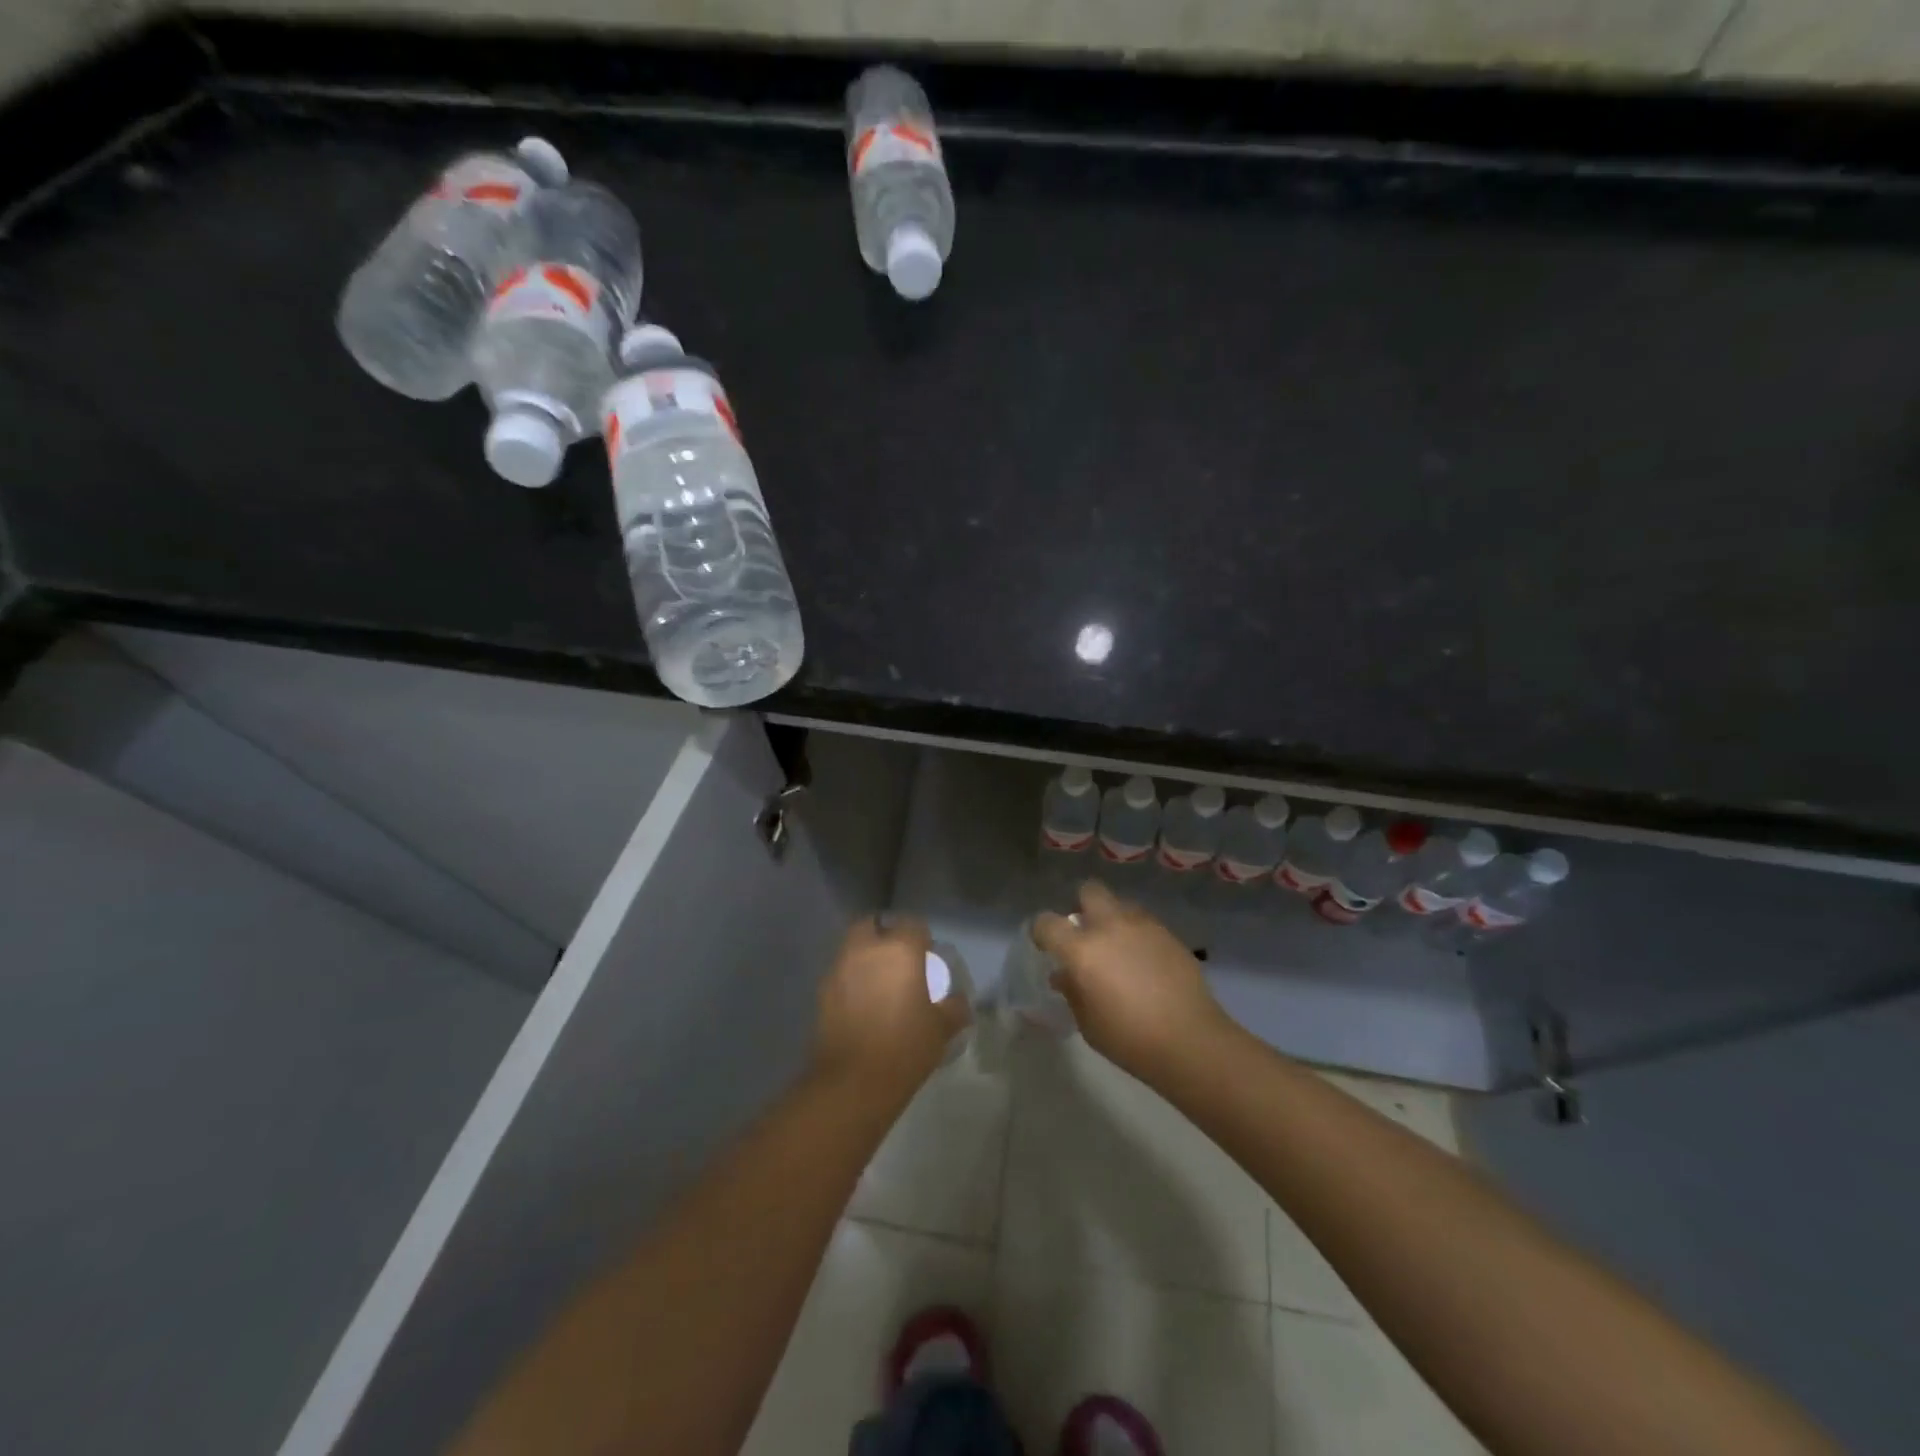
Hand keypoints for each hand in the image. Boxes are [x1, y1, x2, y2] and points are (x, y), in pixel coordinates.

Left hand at [812, 915, 970, 1101]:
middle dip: (884, 935)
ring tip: (879, 983)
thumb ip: (954, 1008)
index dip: (921, 938)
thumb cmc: (905, 1048)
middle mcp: (866, 949)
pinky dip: (850, 979)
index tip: (927, 957)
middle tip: (898, 961)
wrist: (853, 1082)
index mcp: (900, 949)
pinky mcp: (821, 991)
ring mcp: (839, 968)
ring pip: (852, 947)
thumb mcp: (941, 1029)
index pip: (913, 924)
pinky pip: (840, 973)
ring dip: (864, 956)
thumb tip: (959, 1001)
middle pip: (873, 925)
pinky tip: (861, 1003)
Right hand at [1033, 881, 1230, 1083]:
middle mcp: (1110, 927)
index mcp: (1082, 950)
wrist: (1190, 1041)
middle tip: (1086, 933)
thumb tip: (1064, 975)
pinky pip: (1144, 922)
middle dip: (1082, 906)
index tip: (1046, 946)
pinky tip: (1144, 960)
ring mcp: (1143, 926)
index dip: (1041, 932)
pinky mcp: (1168, 934)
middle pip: (1089, 891)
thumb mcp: (1088, 1024)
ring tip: (1119, 947)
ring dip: (1113, 919)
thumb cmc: (1130, 1039)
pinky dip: (1137, 934)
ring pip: (1120, 904)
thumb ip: (1072, 992)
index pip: (1047, 923)